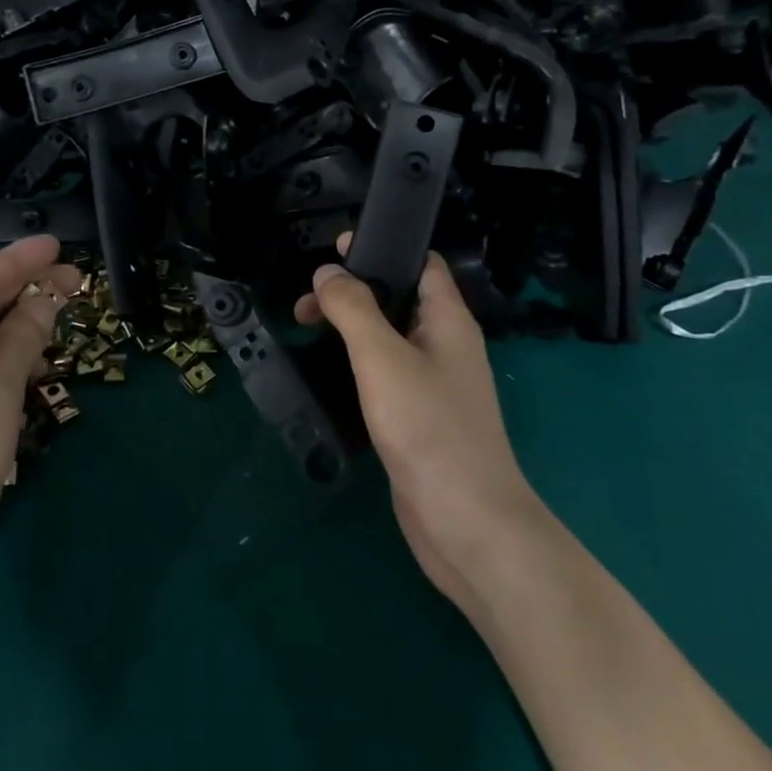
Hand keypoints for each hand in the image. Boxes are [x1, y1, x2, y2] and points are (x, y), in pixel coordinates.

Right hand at [295, 241, 539, 619]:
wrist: (466, 522)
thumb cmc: (428, 428)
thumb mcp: (382, 357)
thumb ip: (353, 309)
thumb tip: (327, 272)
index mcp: (448, 320)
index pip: (421, 263)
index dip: (382, 248)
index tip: (335, 249)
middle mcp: (446, 345)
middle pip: (399, 298)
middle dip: (354, 291)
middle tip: (306, 302)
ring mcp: (435, 383)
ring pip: (390, 337)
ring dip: (353, 326)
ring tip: (308, 327)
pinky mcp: (421, 417)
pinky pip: (388, 372)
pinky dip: (359, 362)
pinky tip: (333, 371)